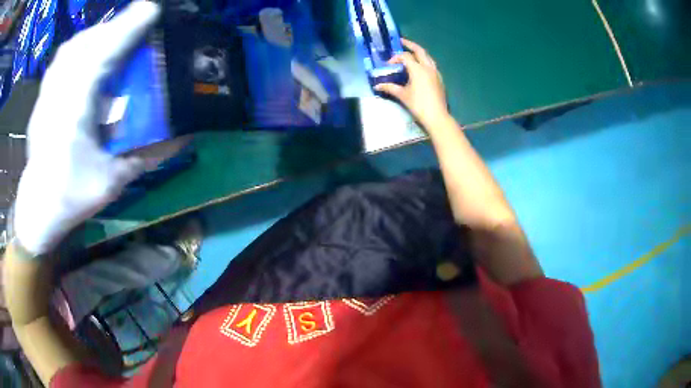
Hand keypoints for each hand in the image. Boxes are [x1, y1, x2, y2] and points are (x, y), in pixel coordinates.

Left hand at [13, 1, 161, 254]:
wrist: (37, 208)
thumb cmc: (71, 197)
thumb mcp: (112, 182)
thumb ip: (144, 156)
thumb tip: (182, 137)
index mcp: (74, 112)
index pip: (100, 56)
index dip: (126, 29)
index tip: (152, 10)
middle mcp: (58, 94)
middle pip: (86, 43)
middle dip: (114, 27)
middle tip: (137, 24)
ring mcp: (47, 93)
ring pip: (72, 47)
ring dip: (96, 35)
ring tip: (114, 36)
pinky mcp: (43, 96)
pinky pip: (61, 59)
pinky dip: (78, 47)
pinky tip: (87, 54)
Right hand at [375, 38, 449, 127]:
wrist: (437, 116)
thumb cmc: (418, 105)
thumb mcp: (402, 95)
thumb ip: (390, 88)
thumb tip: (377, 86)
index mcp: (418, 69)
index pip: (405, 56)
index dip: (395, 58)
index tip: (389, 64)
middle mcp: (428, 67)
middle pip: (419, 50)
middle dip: (410, 44)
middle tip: (402, 41)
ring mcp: (436, 72)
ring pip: (427, 57)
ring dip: (419, 52)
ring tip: (412, 52)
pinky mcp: (439, 78)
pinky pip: (431, 64)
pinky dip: (424, 61)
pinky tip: (420, 66)